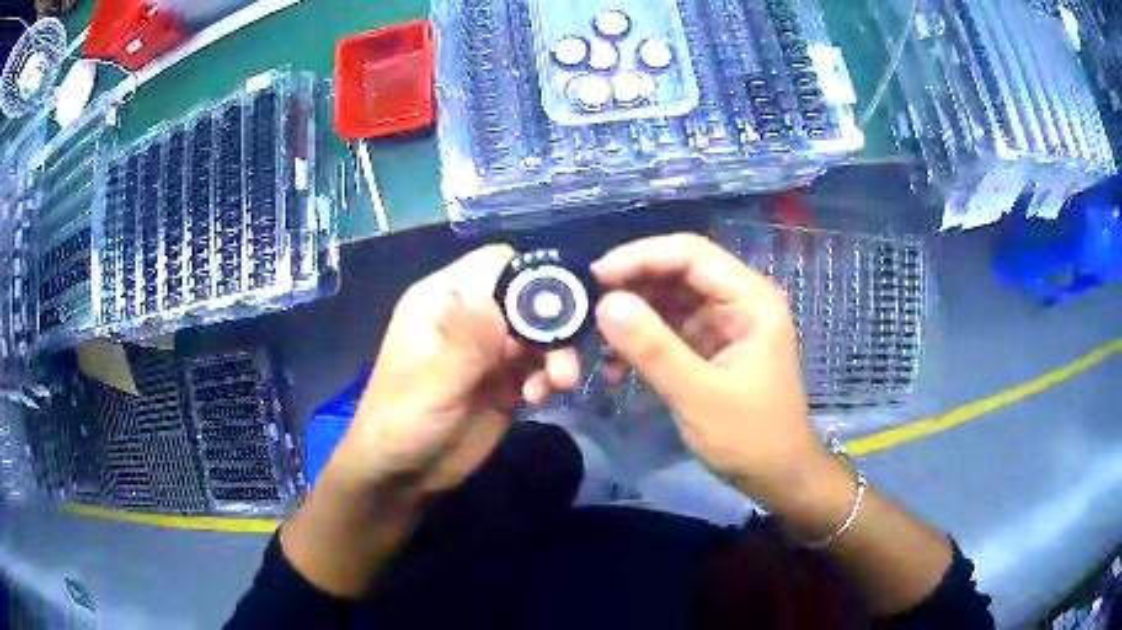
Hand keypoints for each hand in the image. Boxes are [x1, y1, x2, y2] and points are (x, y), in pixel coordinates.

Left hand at [339, 245, 578, 493]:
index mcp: (442, 300)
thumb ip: (470, 340)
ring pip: (539, 333)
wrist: (401, 476)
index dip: (529, 280)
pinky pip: (539, 366)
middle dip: (551, 326)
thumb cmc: (400, 422)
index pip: (495, 265)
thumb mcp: (433, 382)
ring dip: (556, 355)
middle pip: (527, 299)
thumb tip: (510, 289)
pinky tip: (538, 399)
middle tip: (563, 361)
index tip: (554, 313)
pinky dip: (547, 378)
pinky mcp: (505, 380)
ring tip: (558, 384)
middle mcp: (469, 316)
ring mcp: (489, 350)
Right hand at [591, 233, 827, 502]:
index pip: (691, 254)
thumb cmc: (750, 437)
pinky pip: (671, 329)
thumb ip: (653, 348)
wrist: (777, 476)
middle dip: (633, 285)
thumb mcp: (699, 395)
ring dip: (634, 315)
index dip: (641, 256)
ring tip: (598, 339)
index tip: (595, 275)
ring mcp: (725, 323)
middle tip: (588, 306)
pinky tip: (618, 365)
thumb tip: (606, 302)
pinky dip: (643, 340)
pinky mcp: (711, 346)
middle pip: (679, 271)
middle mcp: (739, 300)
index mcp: (751, 299)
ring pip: (671, 299)